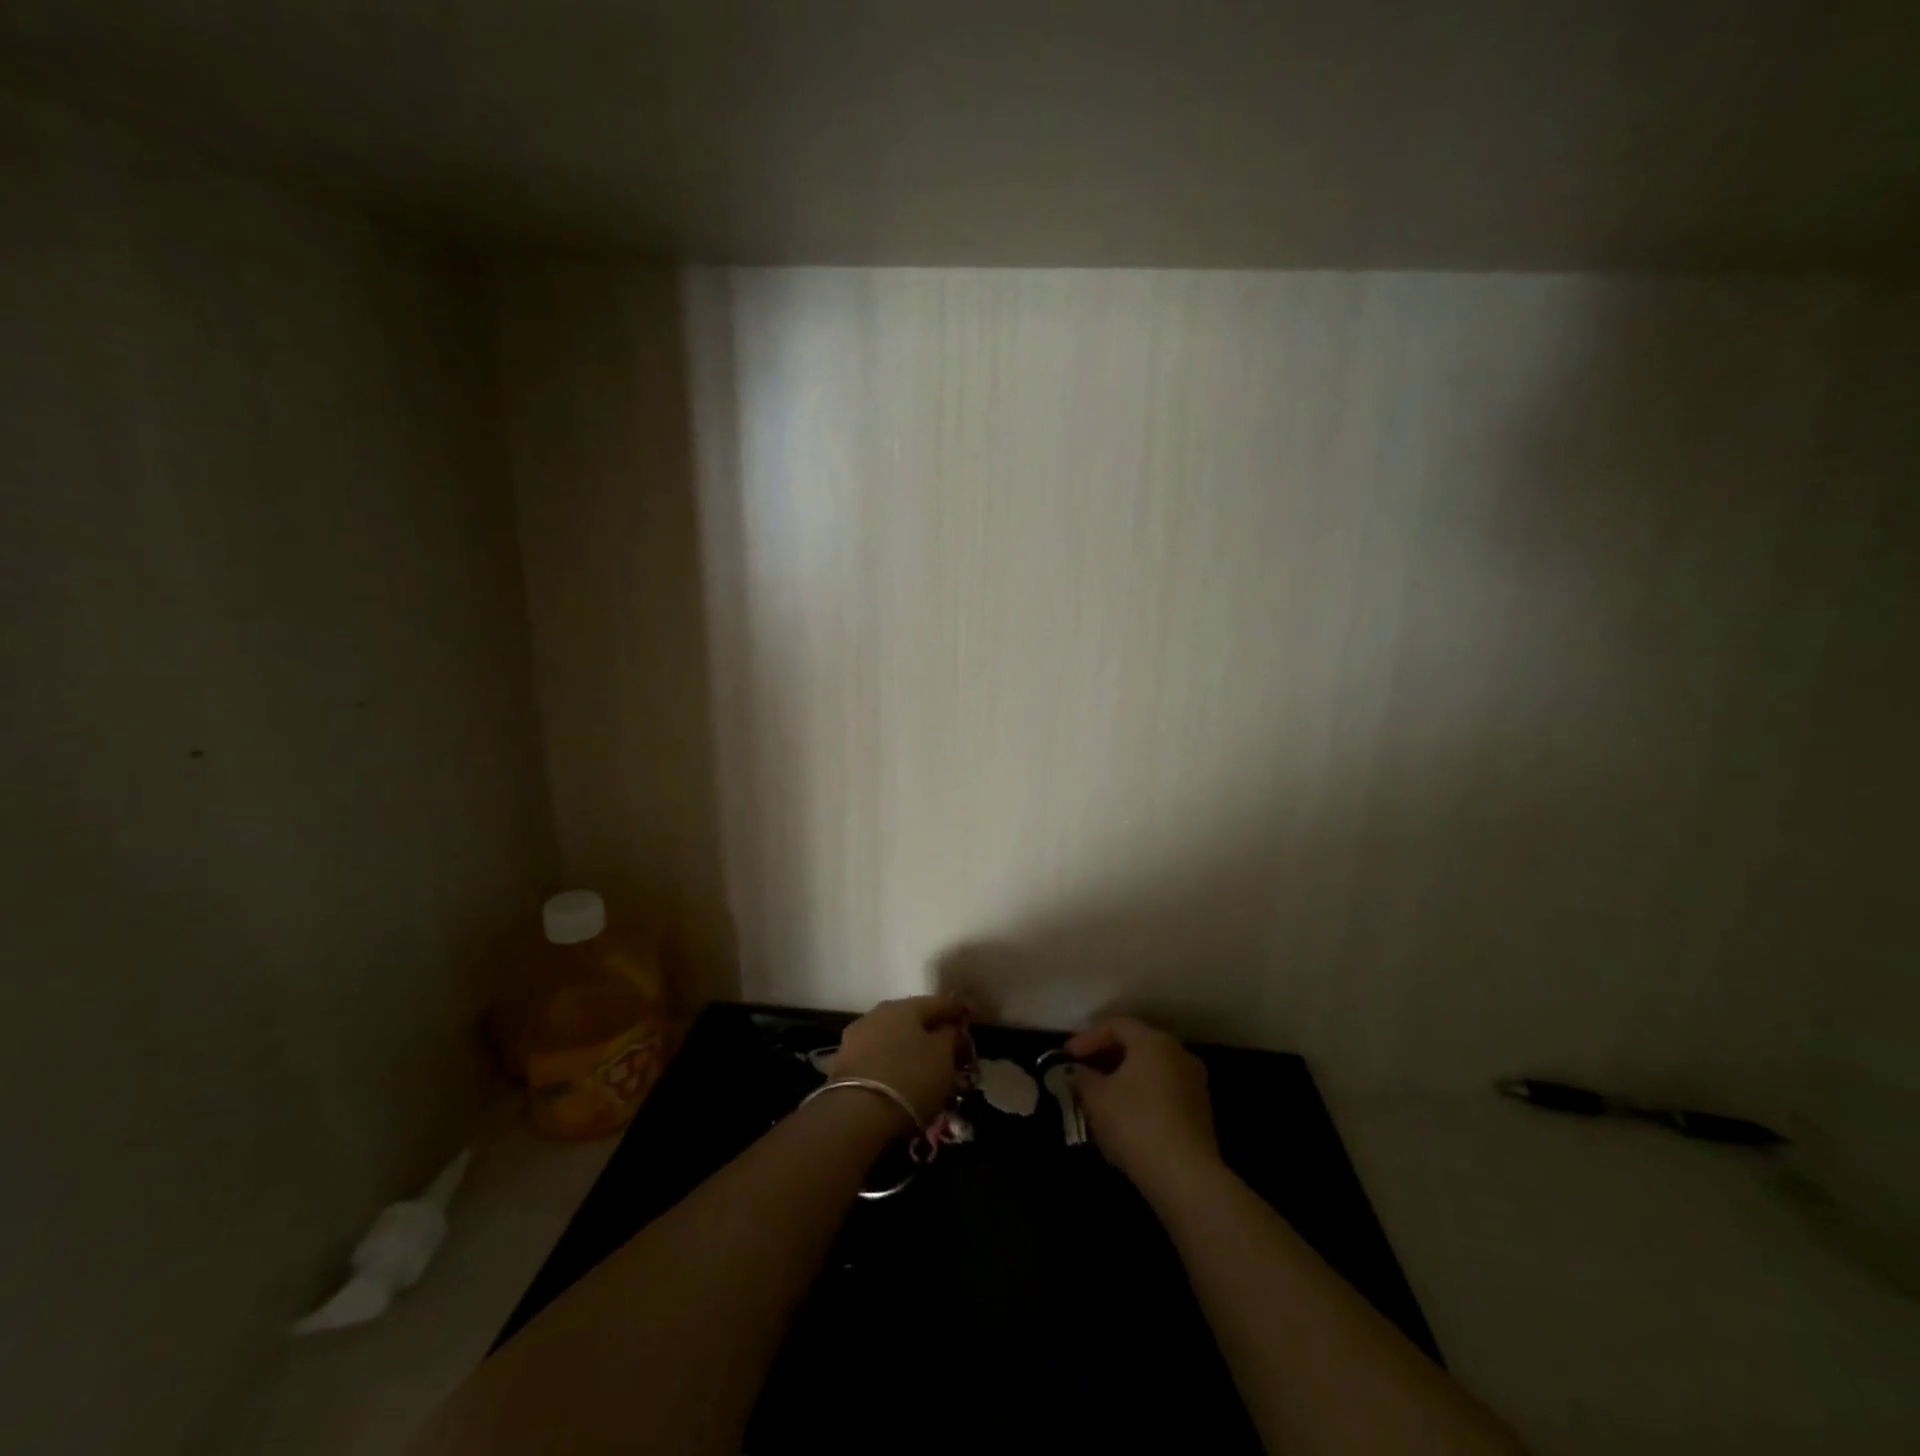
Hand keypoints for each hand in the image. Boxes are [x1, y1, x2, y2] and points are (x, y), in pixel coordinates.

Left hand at [828, 995, 968, 1124]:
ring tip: (921, 1065)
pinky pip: (876, 1056)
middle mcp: (878, 1013)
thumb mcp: (943, 1057)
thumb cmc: (910, 1078)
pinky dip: (889, 1062)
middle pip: (911, 1018)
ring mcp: (856, 1036)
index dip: (956, 1011)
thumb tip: (950, 1028)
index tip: (969, 1018)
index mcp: (904, 1006)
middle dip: (929, 1030)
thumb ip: (950, 1036)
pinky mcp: (842, 1063)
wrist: (857, 1113)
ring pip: (891, 1036)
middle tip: (946, 1045)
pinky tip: (897, 1077)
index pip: (937, 1003)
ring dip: (906, 1046)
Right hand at [1065, 1017, 1221, 1199]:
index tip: (1067, 1056)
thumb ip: (1081, 1078)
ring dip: (1123, 1078)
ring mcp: (1194, 1083)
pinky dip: (1141, 1095)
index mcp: (1153, 1041)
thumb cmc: (1135, 1124)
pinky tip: (1124, 1117)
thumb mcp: (1096, 1098)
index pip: (1116, 1025)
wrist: (1186, 1178)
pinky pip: (1163, 1091)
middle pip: (1136, 1045)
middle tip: (1082, 1073)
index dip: (1088, 1038)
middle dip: (1105, 1058)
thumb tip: (1076, 1072)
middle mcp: (1178, 1053)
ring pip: (1150, 1070)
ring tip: (1099, 1097)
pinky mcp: (1200, 1112)